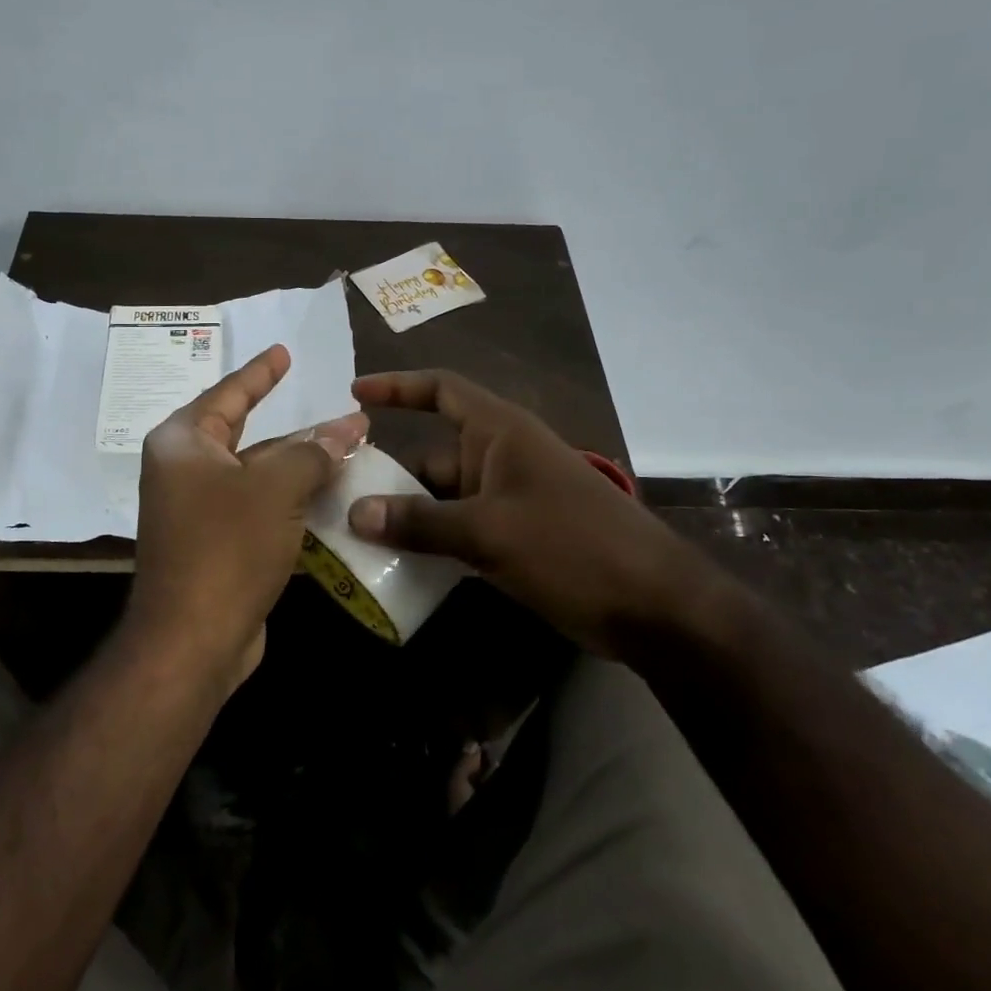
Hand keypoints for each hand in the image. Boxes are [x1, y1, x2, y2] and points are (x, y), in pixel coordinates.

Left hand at [130, 345, 367, 691]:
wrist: (193, 640)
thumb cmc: (227, 546)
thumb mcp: (276, 486)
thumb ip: (314, 450)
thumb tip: (349, 427)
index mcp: (184, 444)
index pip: (228, 394)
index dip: (260, 372)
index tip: (283, 351)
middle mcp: (184, 472)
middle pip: (248, 436)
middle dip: (297, 428)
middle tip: (338, 412)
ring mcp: (199, 512)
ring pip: (259, 476)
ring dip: (301, 467)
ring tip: (349, 452)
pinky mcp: (217, 546)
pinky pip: (260, 510)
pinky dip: (293, 502)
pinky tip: (332, 498)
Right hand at [346, 370, 739, 658]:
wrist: (653, 604)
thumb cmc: (572, 546)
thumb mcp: (489, 532)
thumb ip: (420, 522)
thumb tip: (355, 513)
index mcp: (500, 432)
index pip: (442, 390)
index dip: (398, 386)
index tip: (355, 394)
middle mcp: (501, 456)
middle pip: (433, 451)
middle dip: (389, 468)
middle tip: (338, 490)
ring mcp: (510, 498)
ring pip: (444, 495)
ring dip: (407, 511)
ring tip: (355, 531)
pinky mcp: (517, 535)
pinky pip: (461, 526)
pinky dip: (432, 538)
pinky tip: (399, 561)